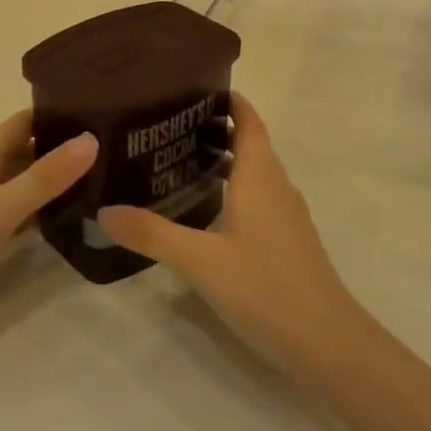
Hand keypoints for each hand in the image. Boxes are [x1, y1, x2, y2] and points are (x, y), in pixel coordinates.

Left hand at [0, 112, 96, 347]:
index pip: (24, 121)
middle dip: (62, 145)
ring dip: (52, 179)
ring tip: (101, 179)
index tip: (100, 108)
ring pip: (20, 182)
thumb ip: (44, 178)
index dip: (56, 111)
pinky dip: (37, 210)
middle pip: (24, 149)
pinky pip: (12, 211)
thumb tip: (92, 138)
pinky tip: (65, 219)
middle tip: (113, 147)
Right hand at [98, 95, 360, 374]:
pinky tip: (212, 208)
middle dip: (218, 127)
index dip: (228, 99)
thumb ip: (152, 234)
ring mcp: (288, 214)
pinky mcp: (290, 239)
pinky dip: (238, 186)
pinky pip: (262, 195)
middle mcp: (277, 185)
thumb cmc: (265, 287)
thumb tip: (104, 211)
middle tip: (171, 125)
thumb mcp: (200, 260)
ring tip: (183, 160)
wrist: (326, 341)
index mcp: (260, 175)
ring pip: (257, 170)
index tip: (192, 89)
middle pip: (252, 141)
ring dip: (228, 157)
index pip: (248, 119)